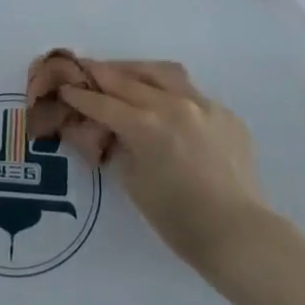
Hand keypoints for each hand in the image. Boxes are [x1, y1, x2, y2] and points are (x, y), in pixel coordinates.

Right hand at [57, 61, 269, 269]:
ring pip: (163, 72)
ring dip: (137, 70)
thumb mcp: (134, 183)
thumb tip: (111, 131)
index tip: (65, 87)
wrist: (239, 234)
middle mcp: (173, 105)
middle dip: (103, 74)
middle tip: (85, 70)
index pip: (104, 103)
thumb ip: (120, 148)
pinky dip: (170, 91)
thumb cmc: (179, 220)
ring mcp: (203, 105)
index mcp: (146, 126)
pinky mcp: (225, 113)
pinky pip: (191, 92)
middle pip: (129, 80)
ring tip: (124, 75)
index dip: (81, 95)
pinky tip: (164, 104)